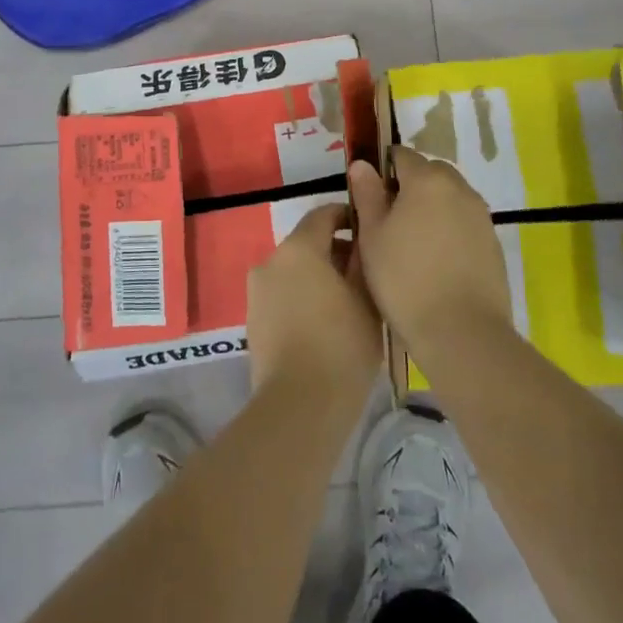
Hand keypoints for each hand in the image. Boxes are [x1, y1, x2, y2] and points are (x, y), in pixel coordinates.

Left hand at [246, 203, 379, 396]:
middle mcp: (271, 260)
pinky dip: (302, 298)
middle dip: (335, 252)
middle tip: (365, 275)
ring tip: (348, 304)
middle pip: (306, 243)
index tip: (369, 230)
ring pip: (293, 271)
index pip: (322, 214)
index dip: (347, 217)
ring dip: (318, 277)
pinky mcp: (253, 319)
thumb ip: (362, 260)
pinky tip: (325, 326)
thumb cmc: (341, 347)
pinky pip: (282, 295)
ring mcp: (257, 291)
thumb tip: (361, 239)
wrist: (299, 407)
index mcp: (298, 248)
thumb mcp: (367, 300)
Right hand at [348, 148, 510, 347]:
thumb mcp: (372, 236)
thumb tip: (362, 165)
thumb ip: (367, 194)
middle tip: (389, 220)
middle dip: (410, 186)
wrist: (462, 333)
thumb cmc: (405, 279)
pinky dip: (449, 230)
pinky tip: (436, 261)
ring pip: (450, 197)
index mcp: (427, 179)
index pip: (401, 155)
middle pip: (430, 173)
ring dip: (432, 207)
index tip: (370, 195)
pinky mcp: (493, 243)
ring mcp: (481, 216)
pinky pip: (465, 222)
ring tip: (412, 243)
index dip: (383, 169)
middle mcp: (459, 188)